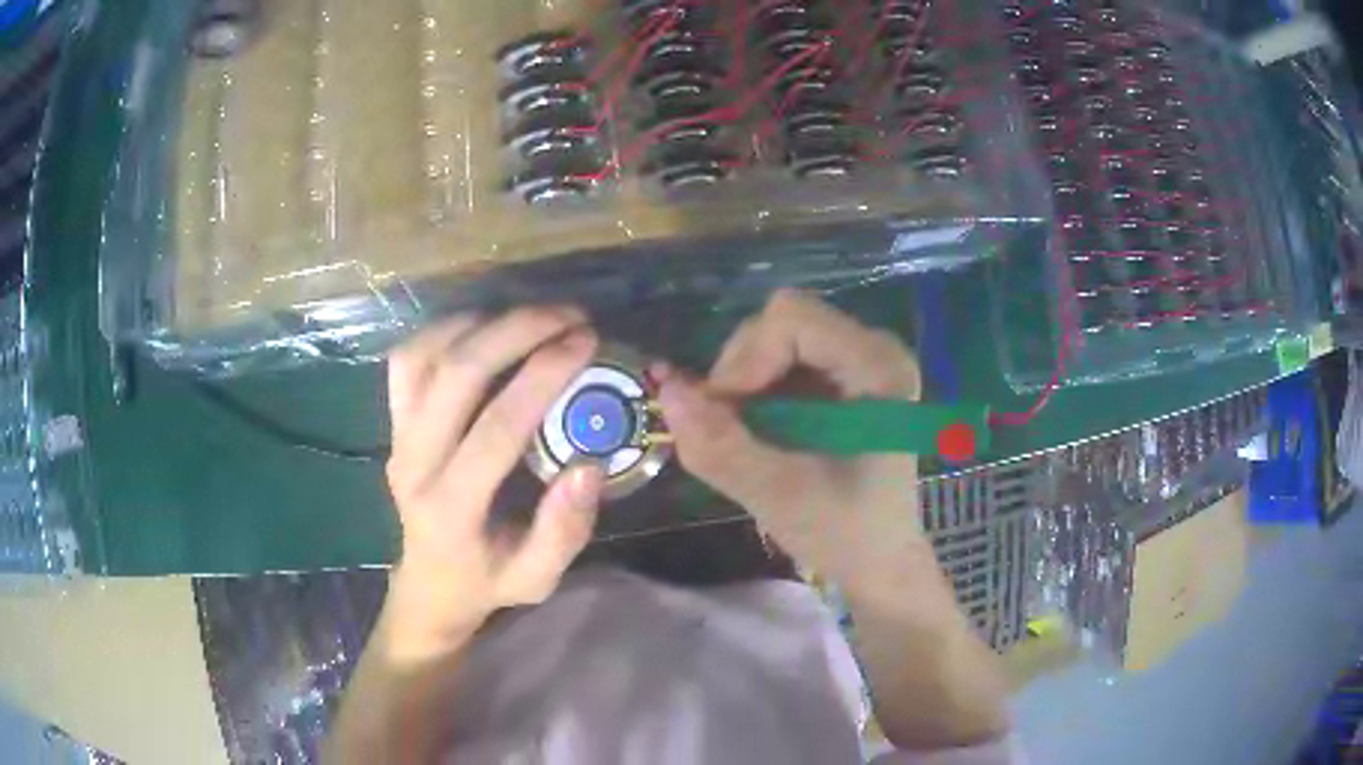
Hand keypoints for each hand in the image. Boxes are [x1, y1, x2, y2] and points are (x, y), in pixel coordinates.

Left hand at [382, 307, 604, 659]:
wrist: (429, 583)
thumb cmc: (488, 581)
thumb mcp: (537, 578)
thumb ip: (563, 530)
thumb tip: (588, 466)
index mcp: (451, 507)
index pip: (496, 427)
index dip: (542, 376)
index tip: (586, 342)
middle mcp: (413, 463)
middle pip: (456, 374)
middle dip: (516, 330)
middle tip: (569, 316)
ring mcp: (396, 437)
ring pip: (425, 355)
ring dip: (482, 323)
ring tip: (535, 318)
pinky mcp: (392, 422)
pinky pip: (408, 360)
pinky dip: (445, 331)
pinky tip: (485, 328)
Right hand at [655, 290, 926, 594]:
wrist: (876, 559)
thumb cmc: (844, 532)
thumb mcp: (778, 496)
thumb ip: (720, 446)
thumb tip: (666, 389)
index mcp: (879, 367)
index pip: (790, 318)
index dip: (745, 359)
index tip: (727, 415)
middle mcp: (873, 348)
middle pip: (778, 322)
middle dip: (740, 373)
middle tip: (730, 431)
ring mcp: (857, 359)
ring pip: (771, 338)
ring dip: (742, 386)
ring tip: (746, 438)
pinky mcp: (840, 375)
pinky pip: (777, 359)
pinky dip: (753, 392)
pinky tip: (759, 433)